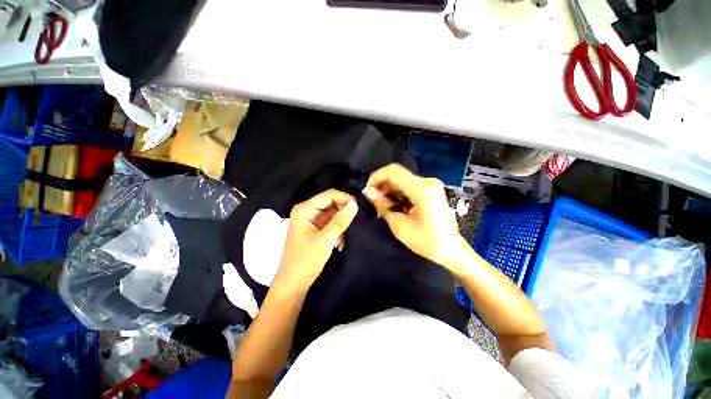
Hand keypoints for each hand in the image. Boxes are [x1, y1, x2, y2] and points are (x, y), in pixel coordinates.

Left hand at [275, 189, 358, 291]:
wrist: (294, 283)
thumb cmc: (306, 261)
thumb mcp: (325, 240)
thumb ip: (340, 221)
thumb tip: (355, 204)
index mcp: (304, 210)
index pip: (329, 195)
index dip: (344, 198)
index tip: (359, 207)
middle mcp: (307, 211)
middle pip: (330, 203)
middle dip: (343, 212)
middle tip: (355, 222)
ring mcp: (310, 220)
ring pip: (332, 213)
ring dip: (341, 223)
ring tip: (346, 236)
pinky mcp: (315, 228)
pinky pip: (330, 223)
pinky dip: (337, 230)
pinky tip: (340, 242)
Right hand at [362, 164, 468, 269]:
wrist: (451, 249)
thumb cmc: (427, 242)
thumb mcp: (400, 226)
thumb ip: (383, 205)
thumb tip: (367, 191)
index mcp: (422, 189)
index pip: (393, 172)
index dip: (376, 178)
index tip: (367, 191)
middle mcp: (428, 181)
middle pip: (397, 174)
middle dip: (381, 184)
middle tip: (373, 200)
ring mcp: (430, 184)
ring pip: (401, 179)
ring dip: (389, 189)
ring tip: (382, 205)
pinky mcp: (430, 189)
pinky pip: (408, 185)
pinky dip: (397, 192)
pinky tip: (393, 204)